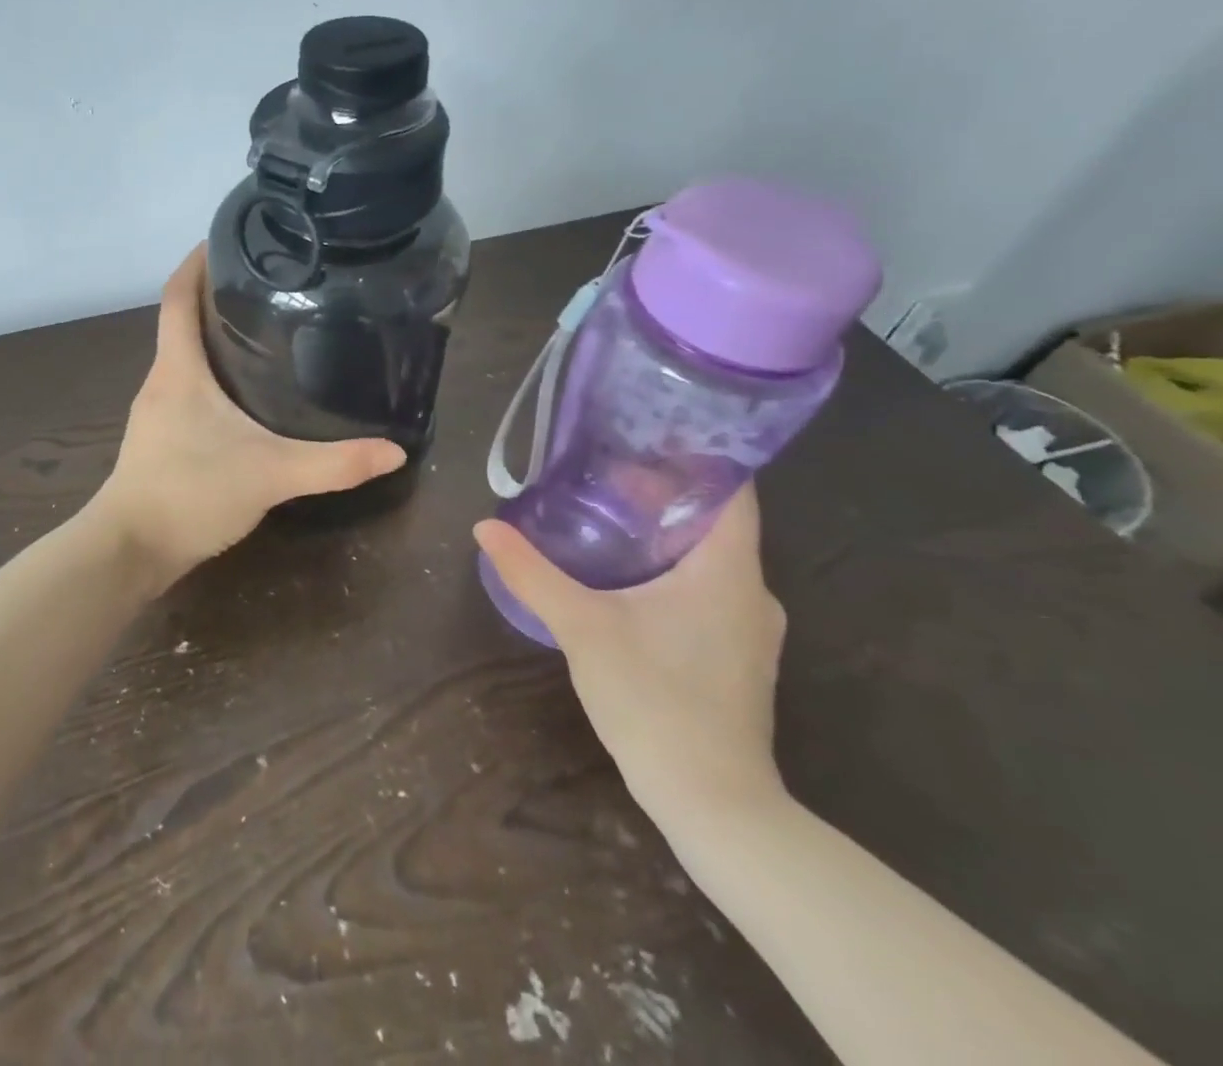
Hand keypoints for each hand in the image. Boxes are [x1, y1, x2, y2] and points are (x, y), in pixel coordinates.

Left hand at [93, 246, 405, 578]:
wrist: (129, 550)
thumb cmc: (190, 494)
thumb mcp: (269, 474)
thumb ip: (333, 463)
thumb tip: (394, 451)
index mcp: (178, 369)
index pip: (177, 296)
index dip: (196, 261)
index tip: (228, 238)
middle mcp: (161, 381)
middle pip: (182, 321)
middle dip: (218, 297)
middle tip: (272, 284)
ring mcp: (156, 411)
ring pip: (185, 357)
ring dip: (215, 337)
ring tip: (266, 331)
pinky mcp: (159, 438)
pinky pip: (186, 388)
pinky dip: (212, 376)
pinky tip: (245, 395)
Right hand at [473, 487, 786, 832]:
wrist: (712, 802)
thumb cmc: (654, 700)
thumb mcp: (581, 628)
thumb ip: (532, 573)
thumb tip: (484, 526)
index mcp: (728, 570)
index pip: (733, 489)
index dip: (698, 454)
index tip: (649, 434)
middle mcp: (753, 591)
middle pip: (717, 520)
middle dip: (666, 492)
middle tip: (607, 471)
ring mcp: (750, 628)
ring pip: (712, 558)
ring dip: (667, 534)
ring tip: (610, 515)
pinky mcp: (738, 656)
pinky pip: (710, 590)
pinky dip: (674, 570)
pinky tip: (629, 579)